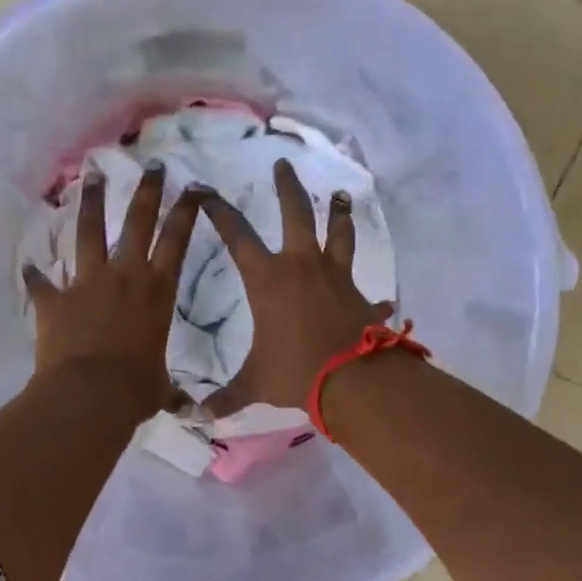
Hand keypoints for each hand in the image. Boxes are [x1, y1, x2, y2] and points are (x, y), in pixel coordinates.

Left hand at [23, 166, 202, 419]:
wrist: (89, 395)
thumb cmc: (135, 389)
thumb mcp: (159, 387)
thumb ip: (169, 388)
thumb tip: (188, 410)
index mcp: (157, 291)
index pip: (177, 240)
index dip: (186, 211)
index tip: (193, 187)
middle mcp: (124, 276)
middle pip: (137, 222)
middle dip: (146, 192)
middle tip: (150, 166)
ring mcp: (86, 283)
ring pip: (88, 232)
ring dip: (91, 203)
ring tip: (92, 176)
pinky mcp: (55, 300)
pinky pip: (42, 284)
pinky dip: (35, 277)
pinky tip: (28, 267)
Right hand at [199, 159, 392, 415]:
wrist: (351, 380)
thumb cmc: (294, 371)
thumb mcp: (254, 383)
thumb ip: (226, 396)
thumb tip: (198, 416)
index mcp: (268, 279)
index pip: (237, 235)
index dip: (219, 211)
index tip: (206, 190)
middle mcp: (302, 266)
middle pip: (296, 214)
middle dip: (287, 187)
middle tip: (283, 164)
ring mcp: (336, 276)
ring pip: (339, 233)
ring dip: (339, 212)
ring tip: (341, 193)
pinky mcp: (361, 294)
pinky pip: (367, 289)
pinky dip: (373, 294)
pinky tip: (383, 298)